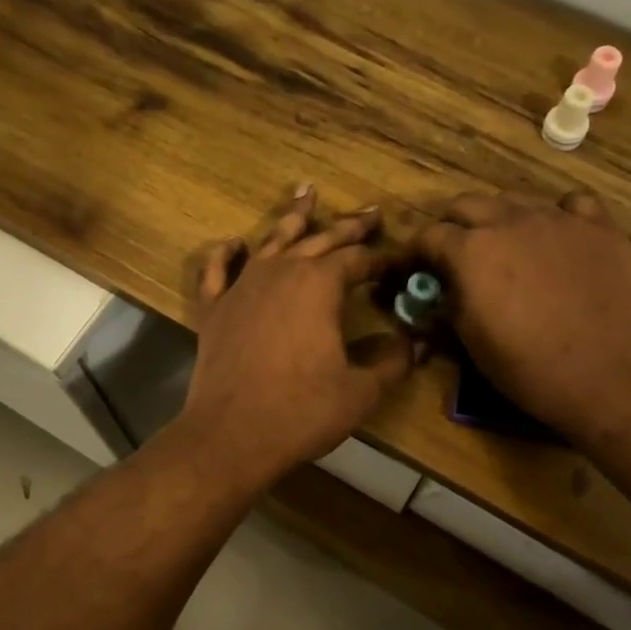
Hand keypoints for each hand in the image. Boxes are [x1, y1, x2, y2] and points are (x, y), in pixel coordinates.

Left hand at [177, 186, 411, 490]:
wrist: (231, 435)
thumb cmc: (301, 411)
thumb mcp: (360, 391)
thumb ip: (392, 361)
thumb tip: (415, 342)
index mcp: (319, 285)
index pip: (357, 259)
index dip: (381, 258)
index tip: (398, 259)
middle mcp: (280, 273)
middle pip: (319, 240)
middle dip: (348, 226)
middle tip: (369, 212)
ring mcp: (242, 288)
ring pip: (271, 242)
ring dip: (292, 219)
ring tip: (306, 193)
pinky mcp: (214, 310)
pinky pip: (218, 270)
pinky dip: (226, 254)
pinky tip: (234, 243)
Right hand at [415, 190, 630, 444]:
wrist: (615, 375)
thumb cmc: (532, 369)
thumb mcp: (473, 345)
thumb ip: (448, 310)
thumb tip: (434, 300)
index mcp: (471, 251)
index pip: (428, 235)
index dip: (414, 253)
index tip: (412, 271)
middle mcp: (510, 221)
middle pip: (467, 205)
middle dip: (452, 227)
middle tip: (452, 257)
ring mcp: (559, 219)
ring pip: (515, 200)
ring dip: (499, 219)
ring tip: (503, 249)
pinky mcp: (600, 227)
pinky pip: (572, 204)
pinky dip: (557, 215)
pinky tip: (558, 238)